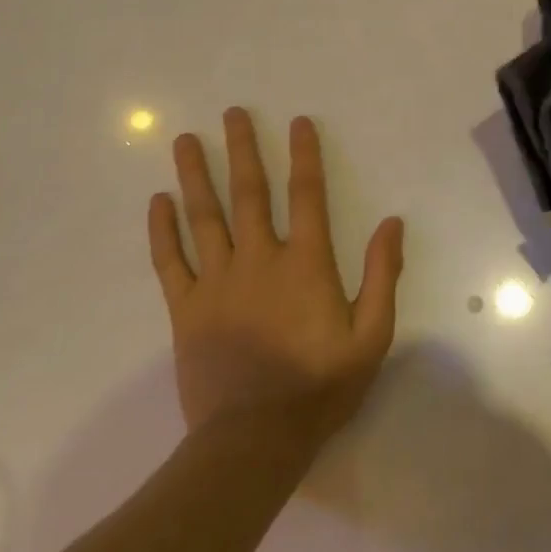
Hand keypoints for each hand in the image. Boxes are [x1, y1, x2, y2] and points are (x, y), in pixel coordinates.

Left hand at [147, 109, 404, 445]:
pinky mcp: (186, 310)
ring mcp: (217, 283)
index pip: (306, 195)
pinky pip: (170, 261)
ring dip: (195, 175)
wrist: (254, 439)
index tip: (298, 121)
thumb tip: (392, 222)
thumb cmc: (321, 386)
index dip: (304, 155)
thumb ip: (383, 275)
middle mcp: (259, 260)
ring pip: (204, 217)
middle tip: (231, 112)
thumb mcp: (373, 334)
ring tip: (185, 139)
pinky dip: (163, 230)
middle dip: (242, 149)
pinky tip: (158, 201)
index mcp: (306, 264)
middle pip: (249, 193)